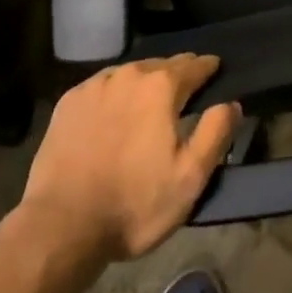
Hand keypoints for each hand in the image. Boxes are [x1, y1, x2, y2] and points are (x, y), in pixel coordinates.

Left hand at [19, 55, 241, 261]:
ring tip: (148, 105)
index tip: (215, 70)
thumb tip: (231, 103)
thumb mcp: (190, 177)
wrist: (60, 227)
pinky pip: (102, 88)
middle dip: (176, 76)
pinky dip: (114, 96)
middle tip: (184, 93)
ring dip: (144, 85)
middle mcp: (129, 74)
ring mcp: (95, 86)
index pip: (195, 65)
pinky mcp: (68, 103)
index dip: (209, 68)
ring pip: (130, 75)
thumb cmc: (133, 204)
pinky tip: (113, 116)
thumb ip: (216, 133)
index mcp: (162, 86)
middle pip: (162, 66)